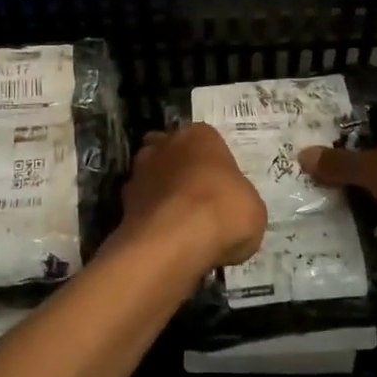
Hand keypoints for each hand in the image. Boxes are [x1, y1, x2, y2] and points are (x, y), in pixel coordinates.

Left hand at [120, 124, 266, 268]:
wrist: (176, 241)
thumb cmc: (224, 212)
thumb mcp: (253, 209)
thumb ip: (239, 201)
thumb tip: (229, 214)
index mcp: (201, 136)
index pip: (207, 141)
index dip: (214, 165)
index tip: (222, 188)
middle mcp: (165, 145)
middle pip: (172, 153)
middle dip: (181, 172)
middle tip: (198, 202)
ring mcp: (139, 172)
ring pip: (152, 179)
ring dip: (162, 195)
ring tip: (180, 225)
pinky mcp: (122, 203)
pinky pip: (141, 208)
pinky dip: (150, 220)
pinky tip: (165, 240)